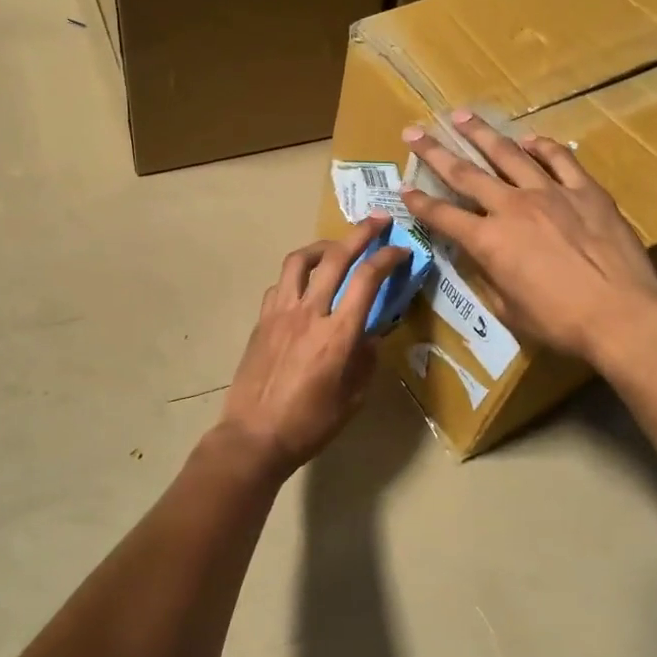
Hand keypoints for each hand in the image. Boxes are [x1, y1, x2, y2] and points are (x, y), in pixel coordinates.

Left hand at [218, 218, 409, 475]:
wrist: (254, 436)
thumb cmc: (310, 424)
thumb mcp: (353, 398)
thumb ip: (366, 359)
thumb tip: (370, 334)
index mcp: (338, 334)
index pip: (367, 279)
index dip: (388, 257)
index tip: (402, 250)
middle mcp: (309, 312)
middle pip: (336, 257)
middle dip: (361, 233)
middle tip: (378, 220)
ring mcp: (280, 313)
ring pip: (300, 261)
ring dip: (323, 246)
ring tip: (336, 248)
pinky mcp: (262, 320)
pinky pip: (280, 285)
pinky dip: (297, 276)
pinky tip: (305, 287)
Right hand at [400, 110, 656, 367]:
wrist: (622, 315)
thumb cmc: (560, 323)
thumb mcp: (509, 310)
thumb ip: (489, 278)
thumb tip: (482, 259)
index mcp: (489, 241)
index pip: (443, 216)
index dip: (420, 203)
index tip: (404, 188)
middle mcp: (512, 207)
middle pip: (465, 173)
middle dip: (435, 151)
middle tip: (415, 131)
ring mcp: (551, 193)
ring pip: (508, 154)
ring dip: (481, 134)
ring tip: (462, 116)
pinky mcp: (586, 191)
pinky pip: (560, 159)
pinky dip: (541, 146)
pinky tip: (529, 139)